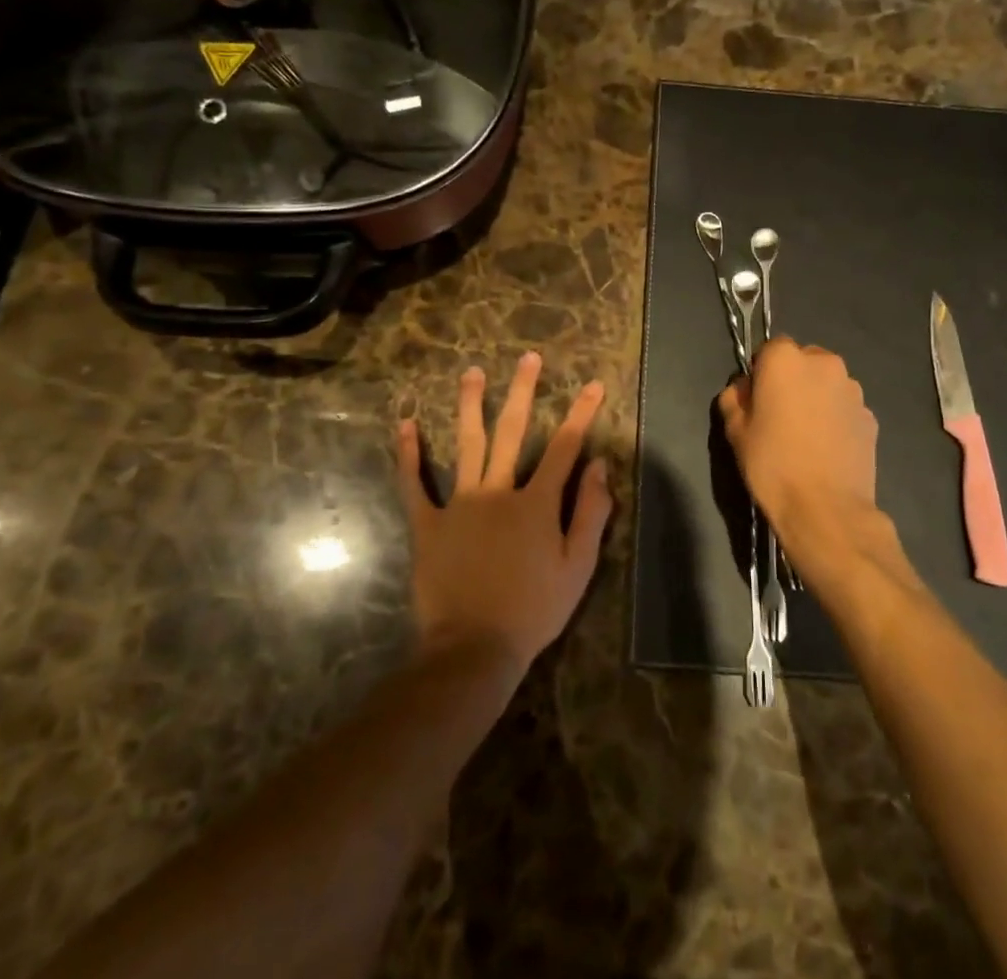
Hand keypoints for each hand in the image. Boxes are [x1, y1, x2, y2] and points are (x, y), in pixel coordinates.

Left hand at [397, 353, 611, 674]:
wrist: (473, 648)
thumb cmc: (534, 610)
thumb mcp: (578, 567)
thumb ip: (591, 513)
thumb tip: (600, 466)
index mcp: (537, 502)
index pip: (565, 448)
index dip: (582, 414)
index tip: (593, 385)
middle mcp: (498, 491)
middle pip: (513, 432)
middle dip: (524, 392)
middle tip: (528, 358)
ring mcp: (459, 504)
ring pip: (466, 444)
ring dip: (470, 405)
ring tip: (472, 373)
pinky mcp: (428, 523)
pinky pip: (415, 484)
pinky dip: (409, 454)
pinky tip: (406, 424)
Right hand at [719, 338, 913, 600]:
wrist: (826, 508)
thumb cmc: (772, 464)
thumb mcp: (735, 431)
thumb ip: (735, 398)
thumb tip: (744, 389)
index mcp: (786, 360)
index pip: (770, 348)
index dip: (762, 371)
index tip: (757, 398)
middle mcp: (824, 363)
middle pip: (804, 361)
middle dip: (792, 380)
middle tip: (780, 415)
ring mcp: (853, 389)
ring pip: (827, 383)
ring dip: (816, 397)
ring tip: (806, 435)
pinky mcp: (870, 416)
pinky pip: (845, 408)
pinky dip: (836, 418)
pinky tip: (826, 448)